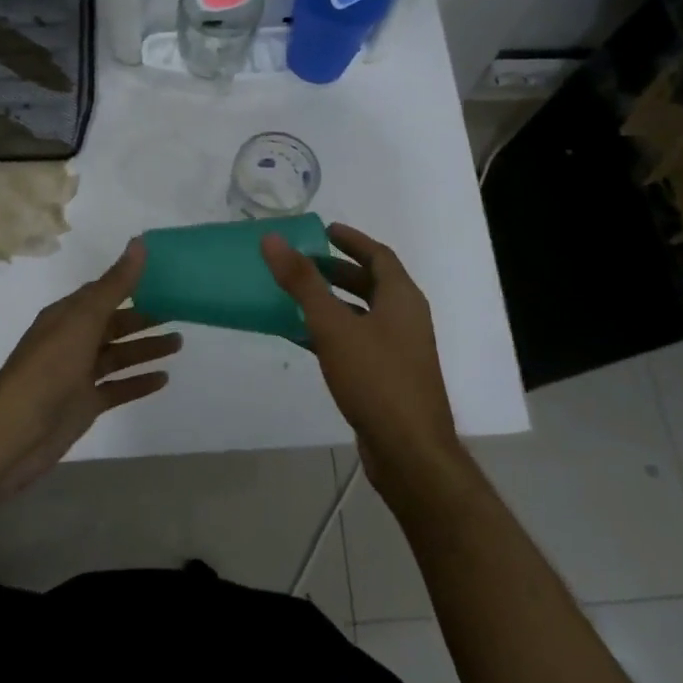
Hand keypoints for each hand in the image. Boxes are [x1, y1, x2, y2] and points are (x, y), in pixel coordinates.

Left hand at [0, 240, 179, 504]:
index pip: (102, 293)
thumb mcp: (83, 320)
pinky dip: (139, 382)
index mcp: (66, 316)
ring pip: (118, 356)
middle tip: (181, 313)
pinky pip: (117, 388)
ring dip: (146, 349)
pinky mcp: (84, 405)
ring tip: (179, 343)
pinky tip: (164, 379)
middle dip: (144, 318)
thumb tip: (139, 242)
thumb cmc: (48, 369)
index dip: (131, 284)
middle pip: (113, 325)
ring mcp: (77, 375)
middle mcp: (71, 341)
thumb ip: (114, 285)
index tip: (164, 277)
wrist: (15, 433)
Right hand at [261, 223, 463, 498]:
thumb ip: (302, 282)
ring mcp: (400, 351)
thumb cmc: (375, 378)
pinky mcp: (388, 378)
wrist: (409, 451)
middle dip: (338, 271)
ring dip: (333, 303)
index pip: (379, 255)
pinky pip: (357, 342)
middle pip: (372, 284)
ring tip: (296, 297)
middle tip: (303, 263)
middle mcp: (406, 319)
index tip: (324, 231)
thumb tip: (273, 239)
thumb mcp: (333, 326)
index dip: (352, 240)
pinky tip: (302, 338)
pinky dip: (332, 334)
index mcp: (402, 298)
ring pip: (363, 315)